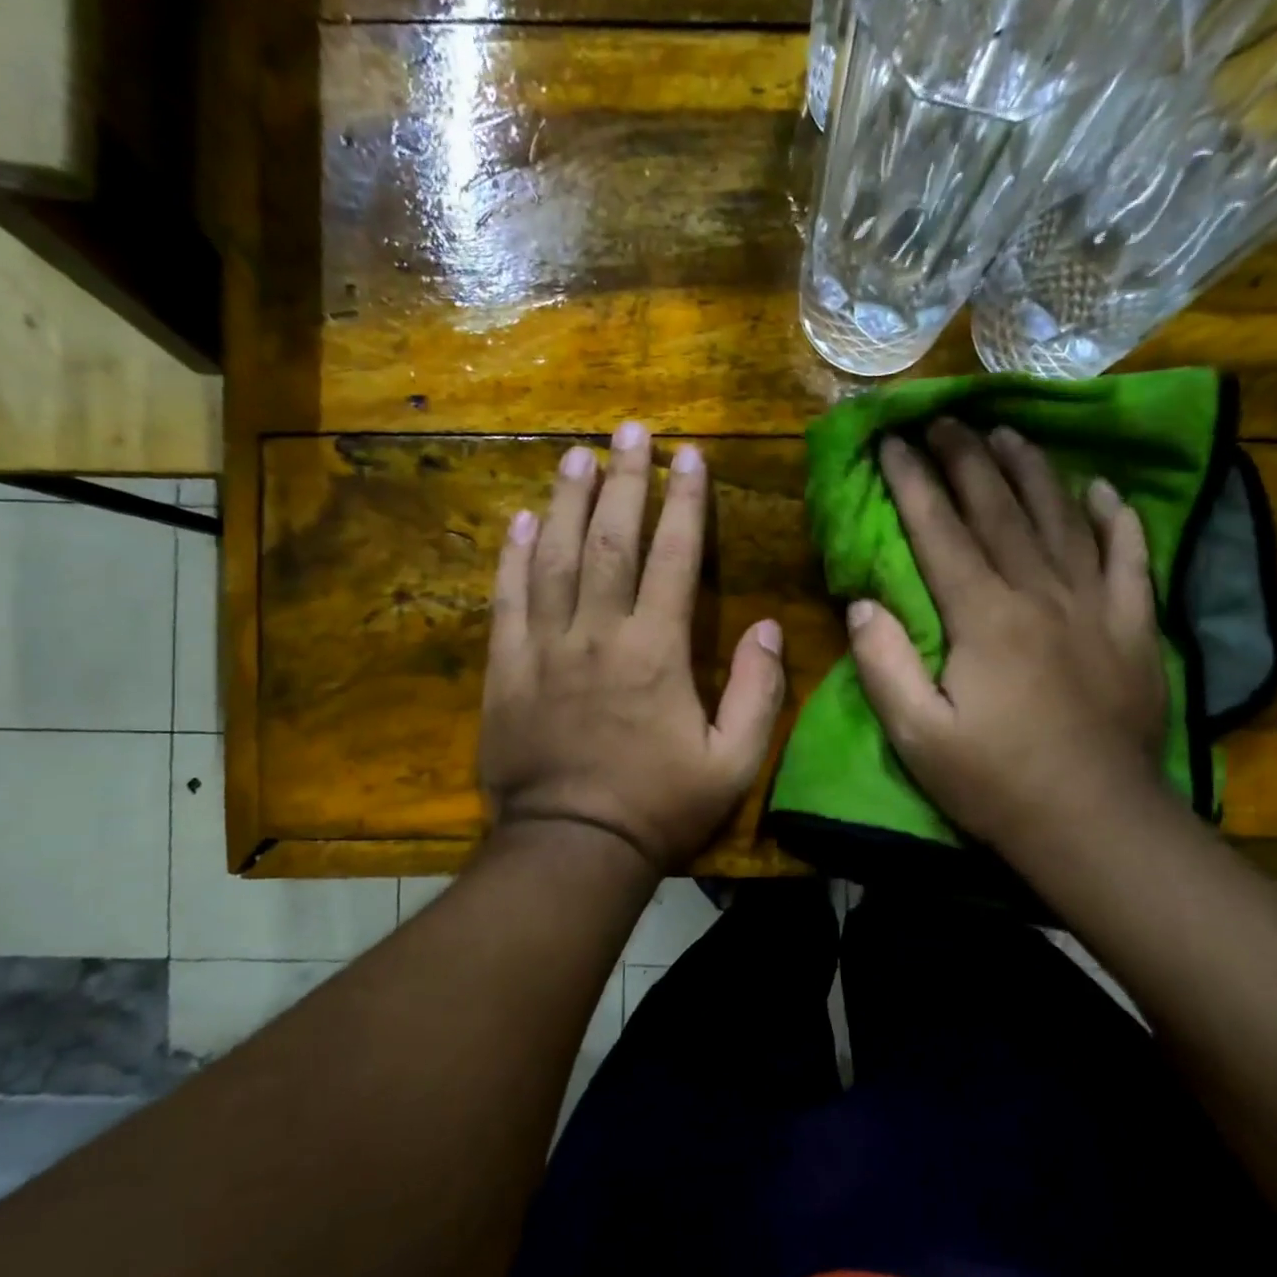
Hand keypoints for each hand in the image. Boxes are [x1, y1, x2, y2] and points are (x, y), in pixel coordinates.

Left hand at [480, 423, 785, 872]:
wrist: (572, 848)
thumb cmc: (659, 807)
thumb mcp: (733, 762)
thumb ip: (757, 693)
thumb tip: (770, 628)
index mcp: (657, 652)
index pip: (673, 557)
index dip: (684, 502)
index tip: (689, 455)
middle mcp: (598, 634)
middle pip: (611, 540)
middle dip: (625, 480)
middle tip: (629, 428)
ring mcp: (545, 648)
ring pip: (555, 558)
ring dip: (568, 502)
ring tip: (576, 455)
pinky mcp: (507, 670)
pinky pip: (508, 600)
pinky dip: (514, 557)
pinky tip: (521, 521)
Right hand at [848, 419, 1166, 858]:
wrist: (1095, 823)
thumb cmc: (995, 782)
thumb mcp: (917, 736)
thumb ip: (884, 663)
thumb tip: (865, 601)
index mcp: (983, 617)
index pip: (940, 531)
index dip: (913, 482)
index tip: (892, 442)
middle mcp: (1040, 593)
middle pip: (999, 509)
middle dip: (965, 459)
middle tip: (944, 418)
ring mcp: (1095, 605)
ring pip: (1060, 519)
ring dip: (1031, 470)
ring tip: (1006, 432)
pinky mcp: (1135, 627)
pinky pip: (1130, 557)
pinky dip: (1116, 518)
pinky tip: (1102, 489)